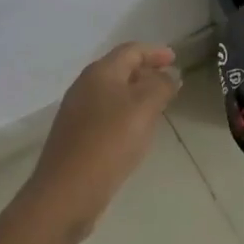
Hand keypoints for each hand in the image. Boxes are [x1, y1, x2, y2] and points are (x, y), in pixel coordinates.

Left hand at [27, 42, 182, 237]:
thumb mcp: (143, 108)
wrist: (67, 192)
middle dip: (146, 71)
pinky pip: (106, 114)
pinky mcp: (76, 136)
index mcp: (100, 73)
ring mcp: (77, 113)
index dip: (154, 52)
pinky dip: (126, 113)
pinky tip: (136, 130)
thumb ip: (161, 86)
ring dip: (137, 93)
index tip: (176, 59)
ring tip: (159, 105)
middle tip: (170, 82)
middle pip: (120, 69)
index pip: (131, 50)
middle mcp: (84, 87)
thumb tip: (170, 74)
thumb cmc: (109, 142)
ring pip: (113, 93)